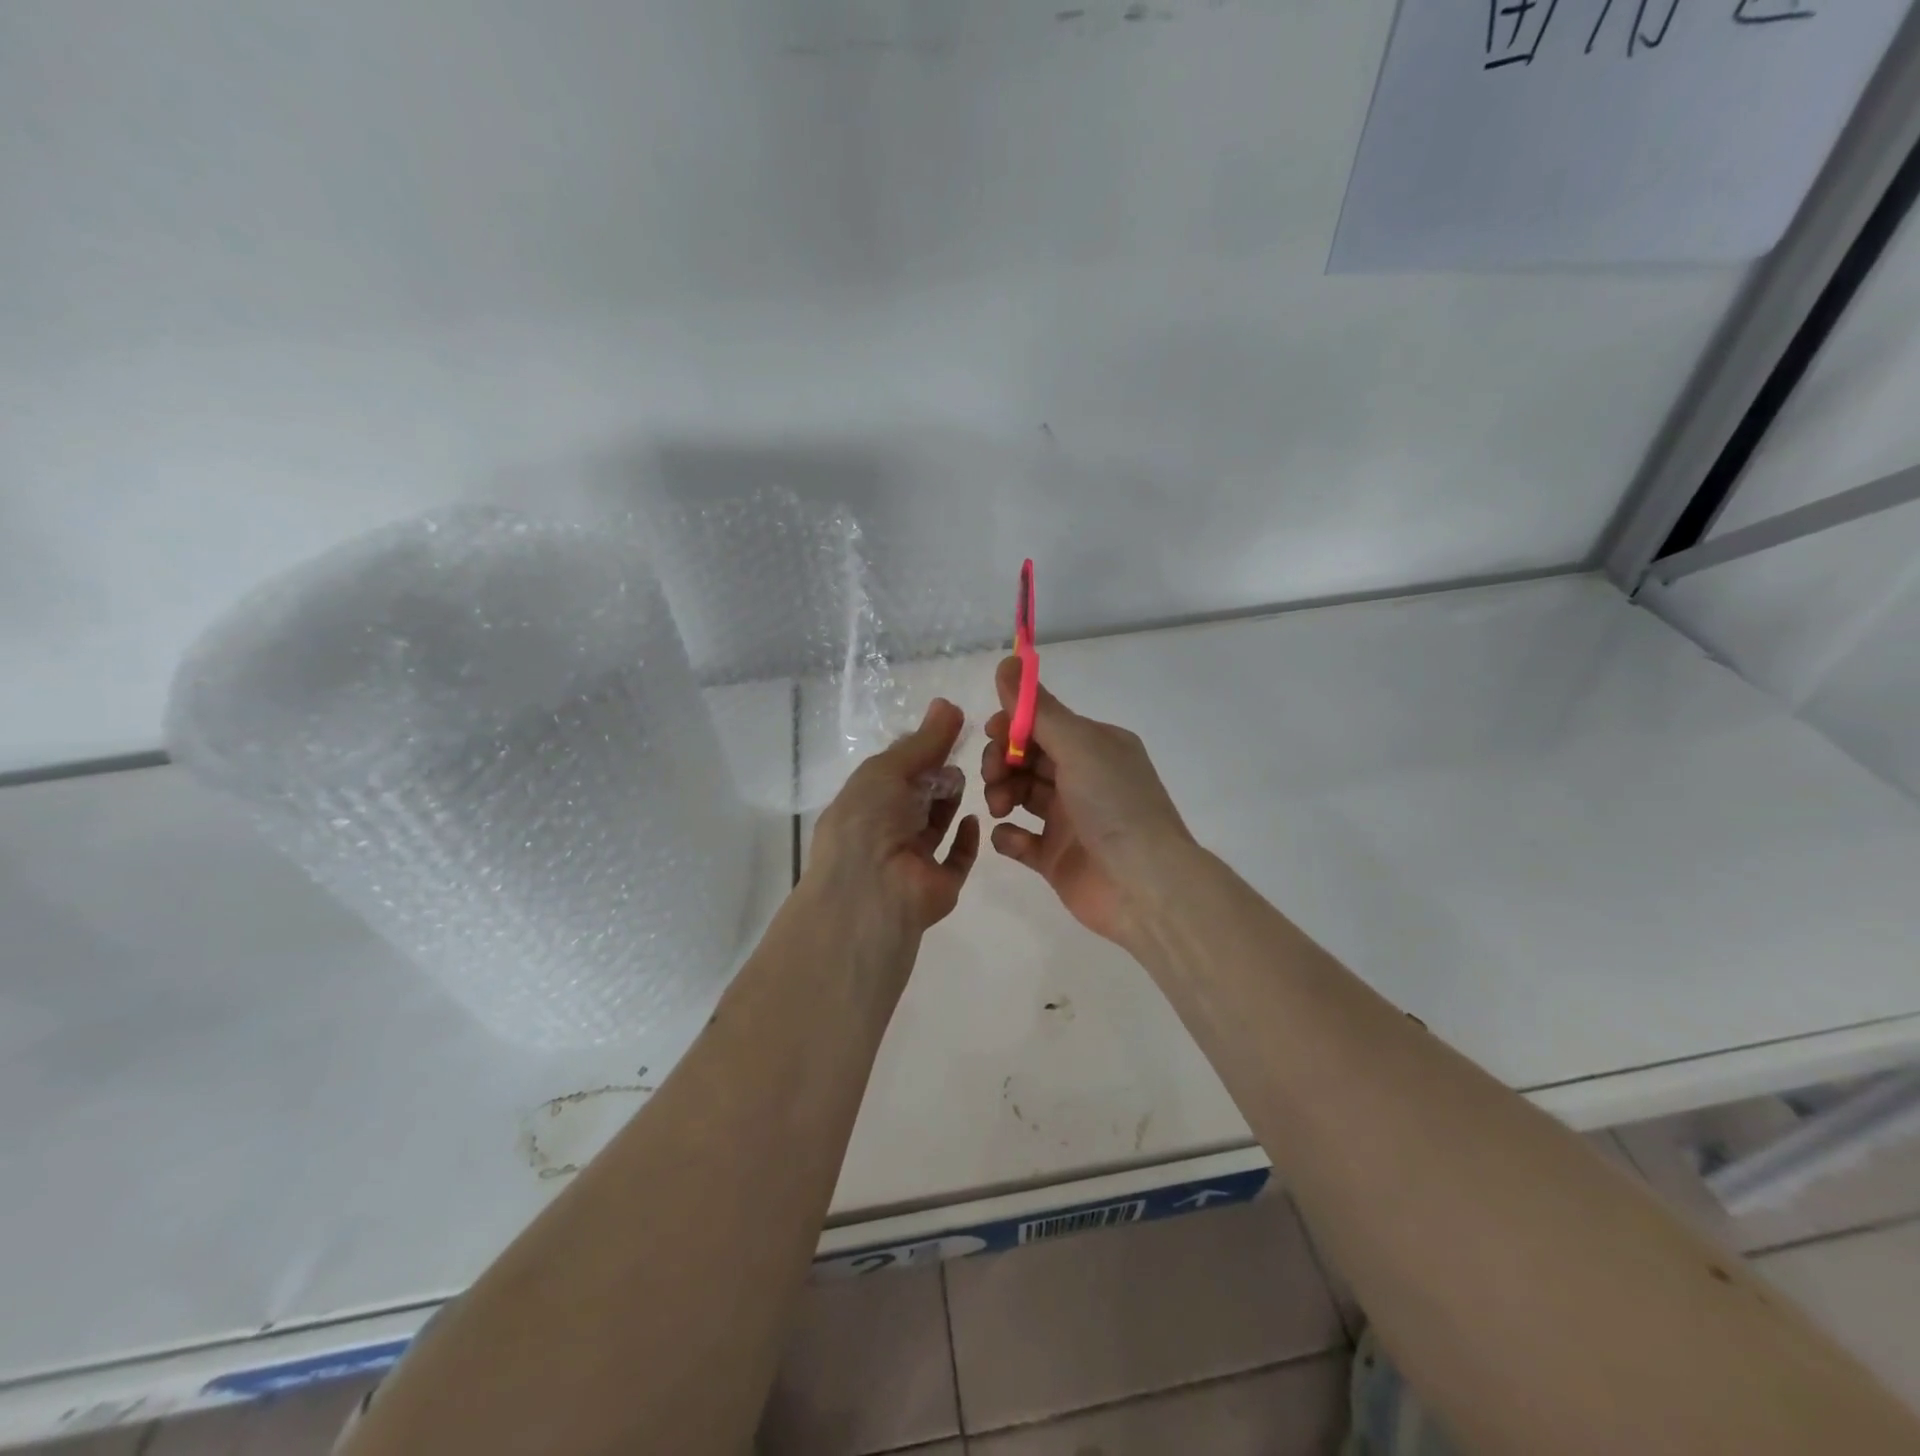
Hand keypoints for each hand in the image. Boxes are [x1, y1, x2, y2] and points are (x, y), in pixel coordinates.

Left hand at [804, 698, 980, 939]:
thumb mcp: (889, 769)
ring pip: (934, 826)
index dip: (919, 751)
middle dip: (935, 775)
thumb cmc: (869, 820)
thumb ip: (923, 741)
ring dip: (948, 801)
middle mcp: (884, 832)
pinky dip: (966, 839)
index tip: (949, 728)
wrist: (873, 890)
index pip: (893, 773)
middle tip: (961, 754)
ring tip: (964, 780)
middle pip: (915, 797)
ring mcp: (912, 861)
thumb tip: (949, 703)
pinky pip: (956, 859)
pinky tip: (974, 819)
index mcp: (863, 804)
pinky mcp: (938, 884)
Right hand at [981, 656, 1196, 947]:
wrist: (1144, 886)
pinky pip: (1020, 839)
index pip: (1043, 724)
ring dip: (1001, 793)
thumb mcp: (1078, 746)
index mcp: (1095, 746)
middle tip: (994, 775)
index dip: (1013, 726)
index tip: (992, 733)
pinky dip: (1008, 835)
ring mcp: (1069, 820)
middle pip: (1027, 758)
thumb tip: (1007, 660)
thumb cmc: (1114, 805)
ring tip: (1000, 806)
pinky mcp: (1056, 857)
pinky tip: (1009, 836)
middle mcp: (1083, 778)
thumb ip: (1037, 708)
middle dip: (1002, 760)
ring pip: (1020, 794)